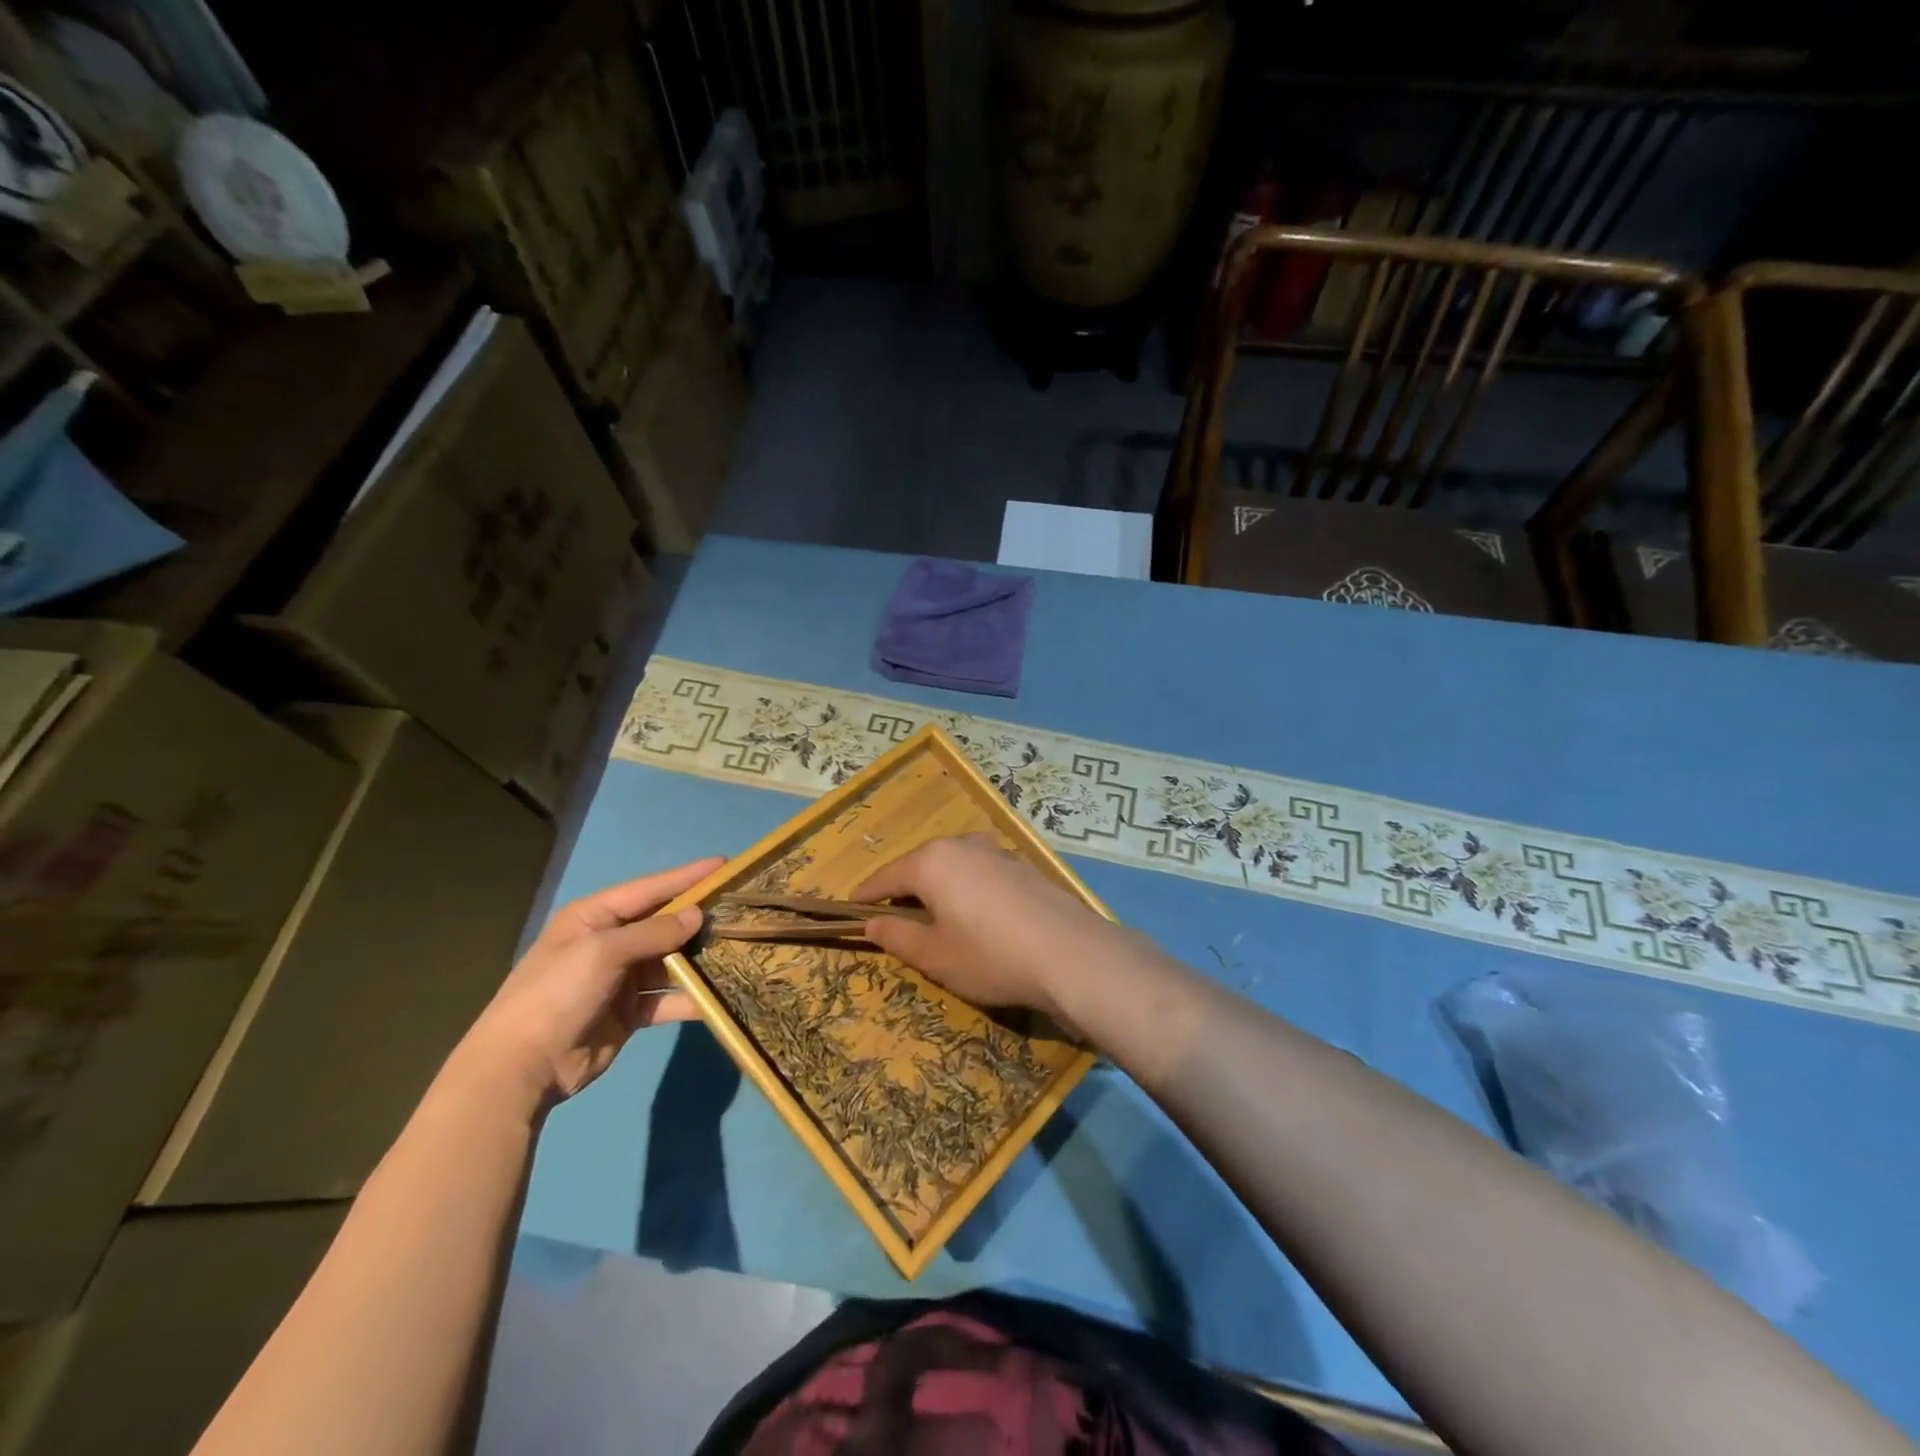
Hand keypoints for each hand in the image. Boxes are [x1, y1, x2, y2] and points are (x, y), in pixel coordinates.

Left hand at [455, 856, 722, 1106]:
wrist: (520, 1068)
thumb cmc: (556, 994)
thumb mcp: (602, 953)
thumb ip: (653, 932)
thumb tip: (697, 916)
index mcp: (594, 917)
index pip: (650, 889)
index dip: (687, 877)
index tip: (725, 865)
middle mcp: (609, 942)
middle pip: (663, 923)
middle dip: (699, 917)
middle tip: (742, 907)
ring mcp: (620, 978)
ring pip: (671, 960)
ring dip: (700, 957)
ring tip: (740, 948)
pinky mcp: (630, 1012)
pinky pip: (668, 998)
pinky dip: (691, 997)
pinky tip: (721, 995)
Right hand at [853, 834, 1124, 1020]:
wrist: (1072, 954)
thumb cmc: (992, 956)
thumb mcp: (935, 956)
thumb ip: (898, 937)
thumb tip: (873, 924)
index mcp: (932, 862)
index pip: (886, 877)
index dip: (867, 897)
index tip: (853, 912)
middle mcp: (962, 845)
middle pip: (919, 865)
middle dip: (904, 891)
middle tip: (895, 922)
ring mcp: (996, 851)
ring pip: (952, 866)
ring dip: (937, 888)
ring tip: (936, 920)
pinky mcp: (1022, 865)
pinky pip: (979, 872)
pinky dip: (966, 889)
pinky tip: (977, 916)